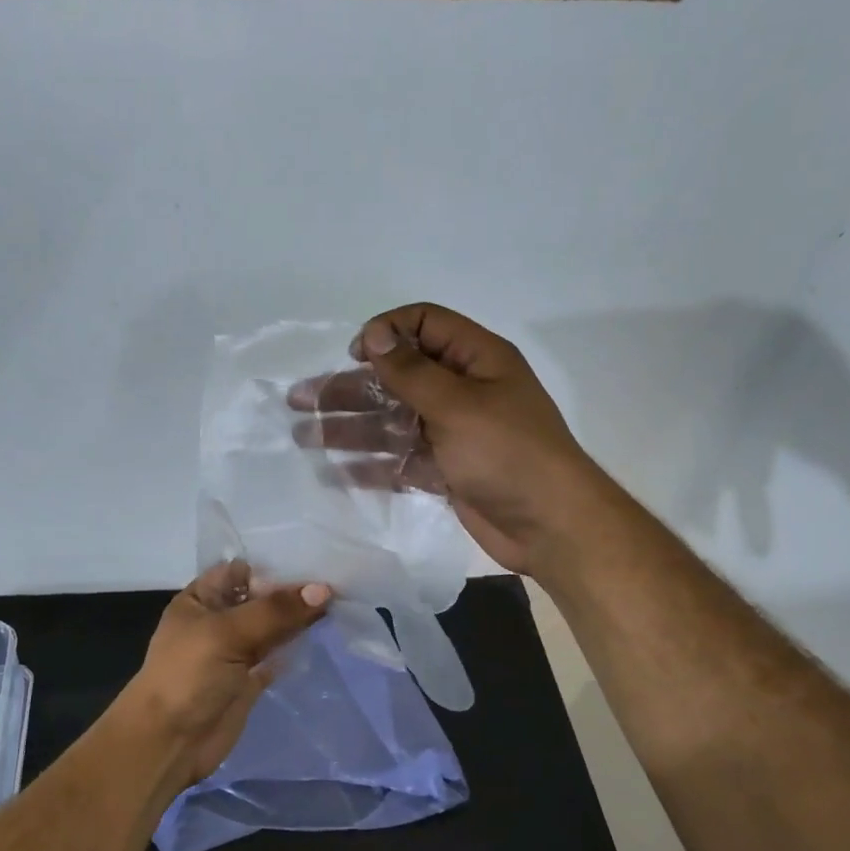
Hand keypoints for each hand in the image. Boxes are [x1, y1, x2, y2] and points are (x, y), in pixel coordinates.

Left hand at [119, 561, 330, 791]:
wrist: (169, 741)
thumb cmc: (188, 676)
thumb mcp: (226, 633)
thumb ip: (274, 611)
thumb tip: (322, 590)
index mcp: (201, 599)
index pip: (240, 570)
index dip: (273, 565)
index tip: (314, 559)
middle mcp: (218, 620)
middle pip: (260, 598)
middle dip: (293, 591)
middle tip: (337, 580)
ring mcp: (235, 651)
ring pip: (272, 626)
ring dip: (298, 617)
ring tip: (339, 602)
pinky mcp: (250, 679)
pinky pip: (277, 654)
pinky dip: (296, 646)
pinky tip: (323, 633)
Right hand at [286, 303, 602, 576]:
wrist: (549, 526)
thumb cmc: (507, 454)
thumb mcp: (458, 404)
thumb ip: (411, 371)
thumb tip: (374, 332)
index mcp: (476, 359)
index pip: (425, 325)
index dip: (387, 333)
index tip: (353, 355)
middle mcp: (463, 391)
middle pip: (398, 378)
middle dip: (350, 387)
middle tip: (300, 400)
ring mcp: (453, 434)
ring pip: (393, 421)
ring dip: (351, 426)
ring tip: (304, 435)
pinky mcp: (446, 471)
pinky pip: (401, 459)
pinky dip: (372, 464)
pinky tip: (335, 470)